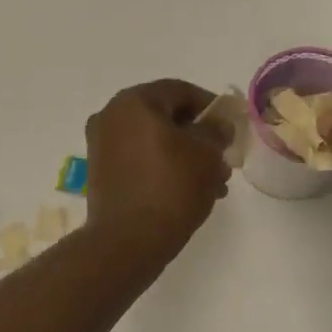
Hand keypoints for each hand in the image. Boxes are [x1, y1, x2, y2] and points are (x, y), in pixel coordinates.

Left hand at [84, 80, 231, 255]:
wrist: (128, 240)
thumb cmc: (171, 187)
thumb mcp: (206, 153)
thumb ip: (216, 130)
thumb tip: (217, 124)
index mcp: (133, 102)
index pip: (180, 91)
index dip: (210, 106)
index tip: (231, 125)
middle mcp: (110, 117)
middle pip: (165, 117)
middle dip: (198, 137)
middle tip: (223, 158)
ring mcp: (102, 146)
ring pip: (154, 142)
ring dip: (185, 157)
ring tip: (214, 184)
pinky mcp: (101, 173)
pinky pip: (139, 161)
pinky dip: (164, 169)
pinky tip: (189, 192)